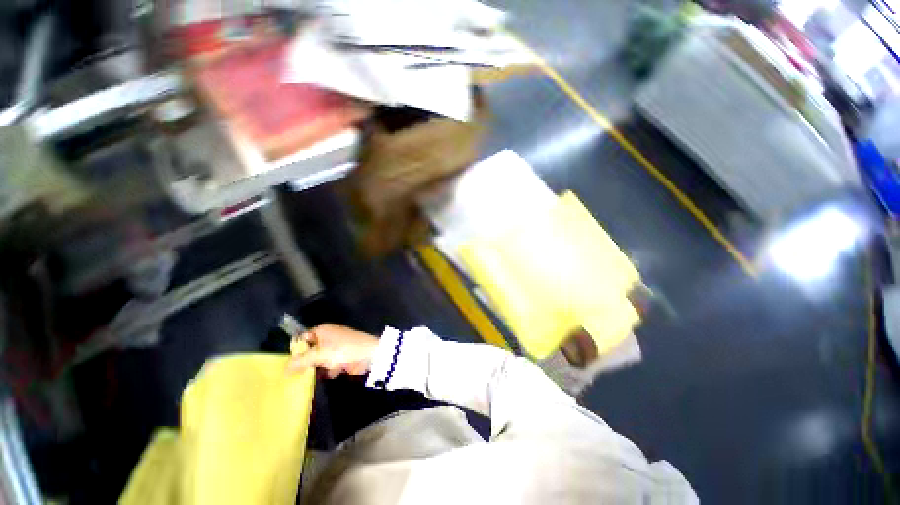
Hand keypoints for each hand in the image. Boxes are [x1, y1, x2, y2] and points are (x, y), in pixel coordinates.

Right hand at [286, 324, 378, 377]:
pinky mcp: (344, 356)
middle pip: (311, 350)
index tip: (289, 366)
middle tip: (297, 375)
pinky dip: (331, 369)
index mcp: (322, 330)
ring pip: (321, 359)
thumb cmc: (343, 350)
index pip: (302, 339)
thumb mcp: (319, 355)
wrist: (369, 353)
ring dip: (320, 367)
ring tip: (318, 373)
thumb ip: (301, 361)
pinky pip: (332, 364)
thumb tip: (285, 368)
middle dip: (307, 362)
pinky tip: (335, 372)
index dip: (296, 351)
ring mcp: (337, 346)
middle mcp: (328, 336)